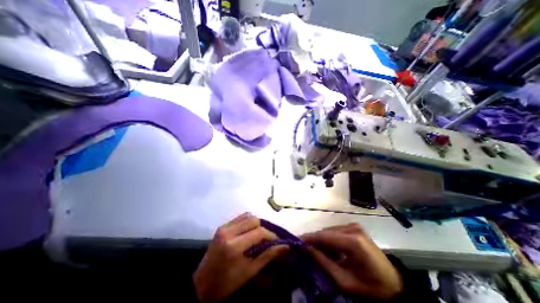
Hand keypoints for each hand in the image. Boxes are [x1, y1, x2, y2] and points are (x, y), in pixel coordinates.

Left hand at [194, 213, 288, 302]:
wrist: (202, 284)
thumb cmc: (227, 283)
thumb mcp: (249, 271)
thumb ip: (268, 256)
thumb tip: (285, 246)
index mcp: (234, 246)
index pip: (259, 232)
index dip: (271, 235)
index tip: (278, 241)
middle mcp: (229, 232)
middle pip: (254, 220)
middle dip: (264, 228)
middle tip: (268, 238)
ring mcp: (224, 227)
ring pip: (247, 216)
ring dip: (256, 223)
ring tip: (260, 234)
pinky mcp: (222, 226)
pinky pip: (240, 218)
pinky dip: (248, 221)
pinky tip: (250, 231)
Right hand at [303, 223, 402, 299]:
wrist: (394, 285)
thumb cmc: (370, 287)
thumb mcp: (344, 281)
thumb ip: (323, 262)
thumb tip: (306, 249)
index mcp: (352, 241)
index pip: (324, 235)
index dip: (309, 238)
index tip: (296, 241)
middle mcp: (352, 228)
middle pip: (326, 232)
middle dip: (315, 240)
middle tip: (305, 250)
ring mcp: (354, 226)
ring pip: (330, 231)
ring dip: (322, 241)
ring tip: (317, 252)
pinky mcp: (355, 228)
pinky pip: (336, 232)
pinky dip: (330, 240)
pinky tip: (330, 250)